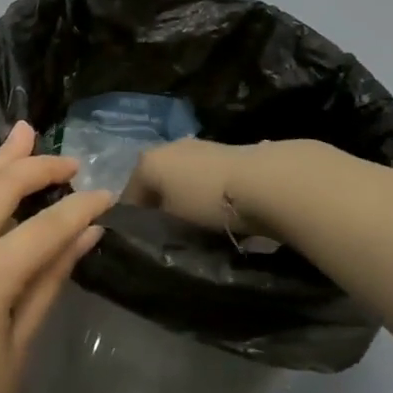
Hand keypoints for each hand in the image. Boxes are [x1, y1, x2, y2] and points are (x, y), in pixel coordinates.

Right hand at [122, 137, 284, 236]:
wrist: (264, 181)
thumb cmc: (206, 201)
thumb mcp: (171, 221)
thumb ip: (153, 226)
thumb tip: (150, 232)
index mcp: (147, 162)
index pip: (128, 198)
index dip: (132, 224)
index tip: (144, 246)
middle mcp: (168, 147)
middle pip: (155, 184)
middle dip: (159, 207)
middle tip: (169, 236)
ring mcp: (197, 146)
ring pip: (180, 179)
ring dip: (183, 199)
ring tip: (196, 226)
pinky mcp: (224, 152)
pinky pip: (203, 178)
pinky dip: (204, 193)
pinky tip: (217, 211)